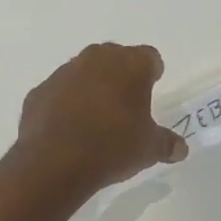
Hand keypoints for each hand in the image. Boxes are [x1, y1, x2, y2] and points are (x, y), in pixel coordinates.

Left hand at [16, 43, 187, 189]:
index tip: (152, 89)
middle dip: (121, 76)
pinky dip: (65, 104)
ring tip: (96, 119)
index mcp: (130, 65)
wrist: (54, 163)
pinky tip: (69, 129)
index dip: (152, 73)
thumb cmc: (113, 146)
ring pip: (84, 72)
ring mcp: (64, 73)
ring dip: (92, 87)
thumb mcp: (149, 149)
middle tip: (126, 104)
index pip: (150, 57)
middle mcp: (97, 59)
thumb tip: (180, 149)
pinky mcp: (39, 92)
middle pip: (115, 58)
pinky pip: (59, 92)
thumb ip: (167, 143)